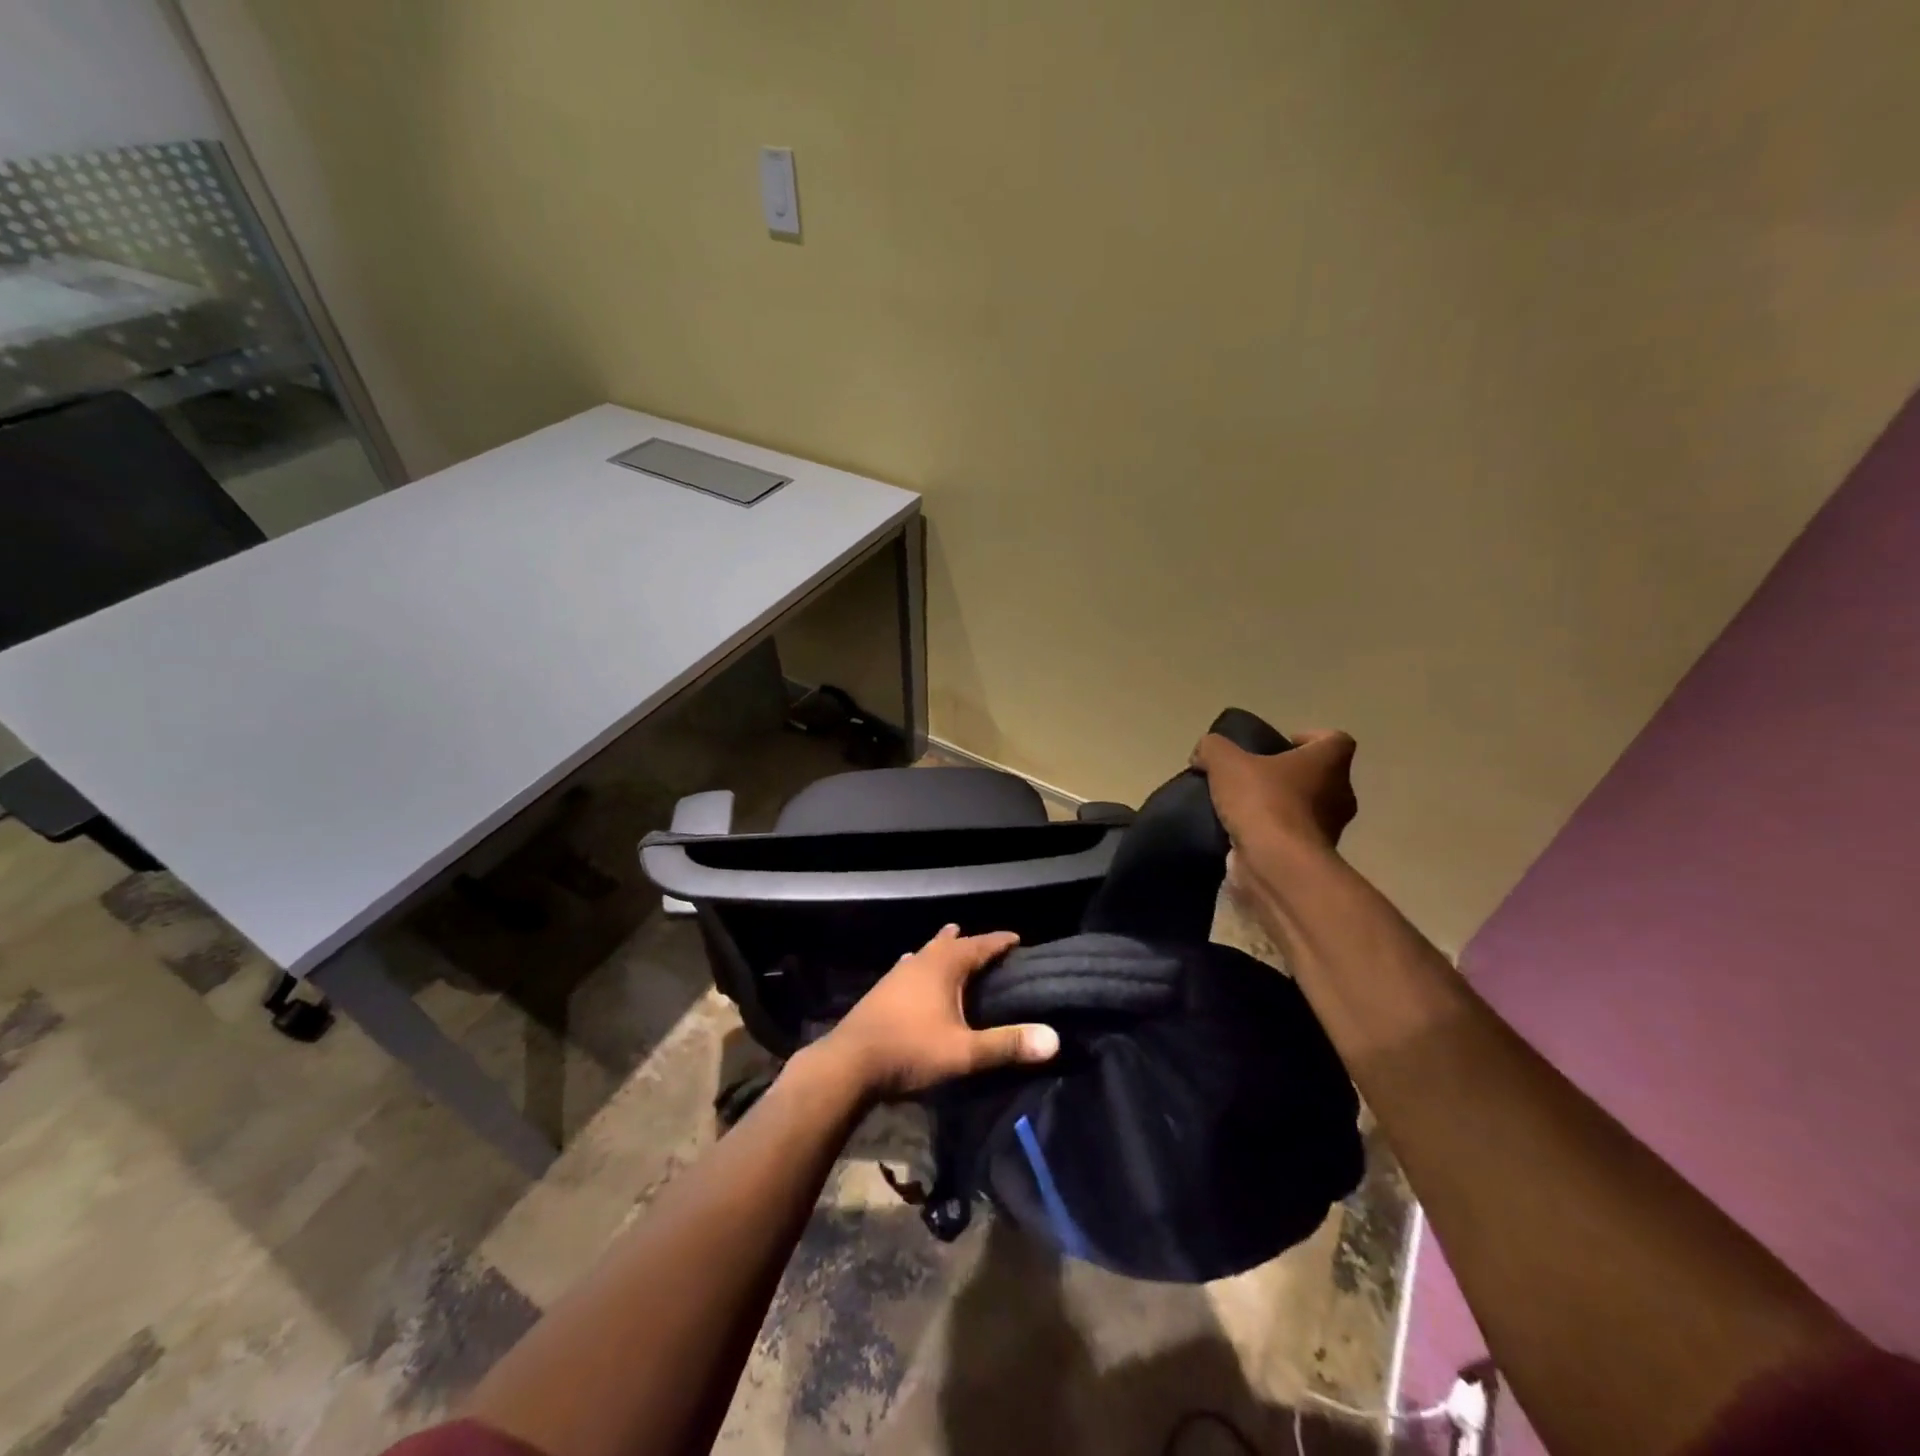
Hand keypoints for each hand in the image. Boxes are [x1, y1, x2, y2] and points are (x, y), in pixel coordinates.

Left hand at [817, 925, 1058, 1100]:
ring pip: (927, 952)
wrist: (849, 1064)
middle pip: (951, 943)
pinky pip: (909, 968)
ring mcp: (897, 974)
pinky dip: (920, 965)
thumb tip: (1054, 1038)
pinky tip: (912, 968)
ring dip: (943, 949)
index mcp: (944, 966)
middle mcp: (921, 961)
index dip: (1000, 941)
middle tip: (989, 946)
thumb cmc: (910, 1051)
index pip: (980, 945)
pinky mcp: (882, 990)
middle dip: (971, 942)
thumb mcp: (964, 1052)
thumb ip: (1007, 1044)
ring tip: (953, 944)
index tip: (1018, 938)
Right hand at [1192, 729, 1357, 855]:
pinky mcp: (1309, 858)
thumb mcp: (1226, 762)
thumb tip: (1203, 753)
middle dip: (1288, 776)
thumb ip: (1213, 748)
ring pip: (1305, 809)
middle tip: (1253, 776)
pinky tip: (1239, 834)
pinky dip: (1271, 835)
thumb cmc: (1264, 802)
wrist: (1276, 866)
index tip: (1283, 744)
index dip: (1311, 738)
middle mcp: (1339, 795)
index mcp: (1329, 764)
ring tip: (1240, 807)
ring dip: (1279, 806)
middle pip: (1319, 777)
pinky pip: (1290, 838)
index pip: (1335, 740)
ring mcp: (1329, 831)